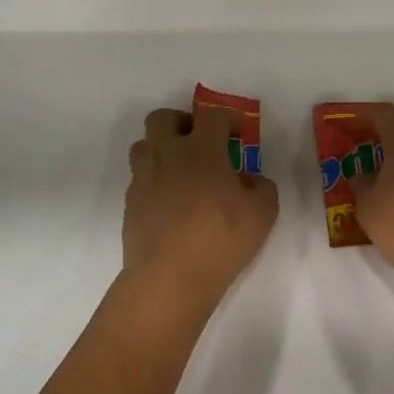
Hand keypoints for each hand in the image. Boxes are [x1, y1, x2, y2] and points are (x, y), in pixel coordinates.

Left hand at [123, 107, 278, 306]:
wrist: (168, 278)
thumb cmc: (220, 239)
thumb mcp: (263, 213)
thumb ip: (262, 187)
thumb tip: (248, 179)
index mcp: (201, 149)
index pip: (212, 115)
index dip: (228, 118)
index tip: (238, 134)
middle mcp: (167, 154)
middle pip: (162, 118)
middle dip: (182, 122)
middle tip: (200, 142)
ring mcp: (144, 178)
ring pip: (144, 145)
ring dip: (162, 149)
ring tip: (181, 171)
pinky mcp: (130, 204)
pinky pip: (140, 179)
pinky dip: (155, 181)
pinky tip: (171, 203)